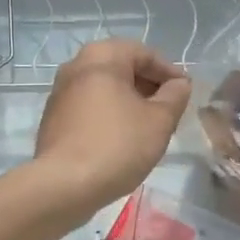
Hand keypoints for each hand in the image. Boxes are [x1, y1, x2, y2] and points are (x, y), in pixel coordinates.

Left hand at [34, 40, 190, 216]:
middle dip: (149, 87)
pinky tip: (122, 139)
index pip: (145, 54)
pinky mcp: (53, 118)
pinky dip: (109, 114)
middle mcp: (76, 65)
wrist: (63, 185)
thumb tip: (179, 84)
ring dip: (129, 102)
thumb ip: (175, 96)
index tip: (186, 93)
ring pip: (105, 89)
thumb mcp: (159, 121)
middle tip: (170, 111)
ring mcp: (60, 92)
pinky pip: (89, 107)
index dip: (170, 73)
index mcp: (102, 56)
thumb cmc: (117, 145)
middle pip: (123, 68)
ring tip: (149, 127)